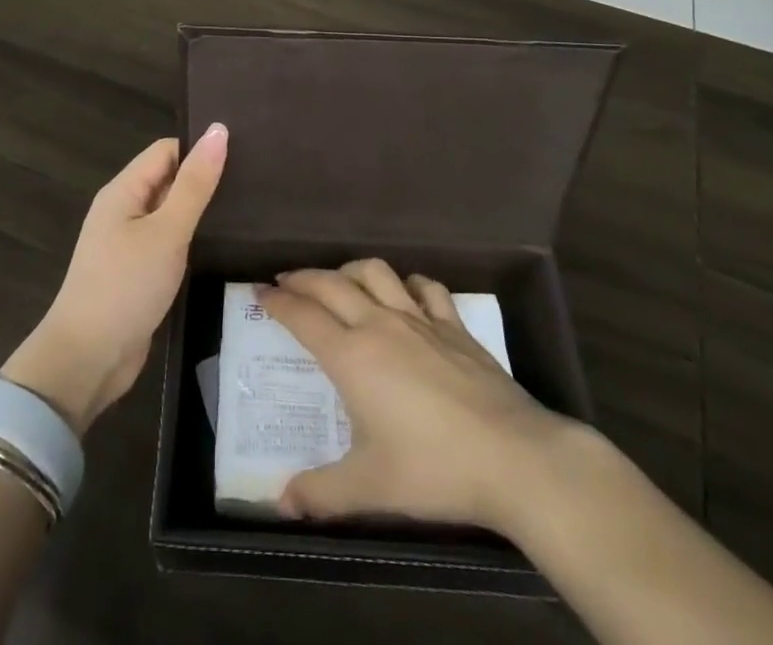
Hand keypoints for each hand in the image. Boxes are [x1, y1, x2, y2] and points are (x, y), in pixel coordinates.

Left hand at [1, 125, 226, 434]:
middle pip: (169, 179)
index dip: (201, 148)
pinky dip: (193, 240)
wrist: (87, 360)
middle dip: (205, 178)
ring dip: (202, 211)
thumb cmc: (125, 286)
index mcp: (123, 190)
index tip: (244, 152)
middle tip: (255, 180)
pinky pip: (169, 243)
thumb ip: (194, 183)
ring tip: (251, 208)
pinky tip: (224, 244)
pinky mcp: (139, 273)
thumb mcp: (166, 231)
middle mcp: (124, 210)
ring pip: (172, 213)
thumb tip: (219, 130)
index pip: (167, 150)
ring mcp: (130, 243)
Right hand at [259, 259, 583, 532]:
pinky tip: (405, 293)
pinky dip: (408, 283)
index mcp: (352, 356)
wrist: (513, 457)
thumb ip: (322, 493)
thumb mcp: (370, 489)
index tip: (259, 293)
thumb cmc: (434, 469)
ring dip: (350, 270)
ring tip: (339, 280)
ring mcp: (420, 320)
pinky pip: (426, 288)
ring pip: (375, 273)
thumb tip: (281, 503)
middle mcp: (379, 324)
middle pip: (331, 283)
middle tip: (285, 281)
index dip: (278, 302)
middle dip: (303, 278)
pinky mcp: (454, 326)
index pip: (303, 316)